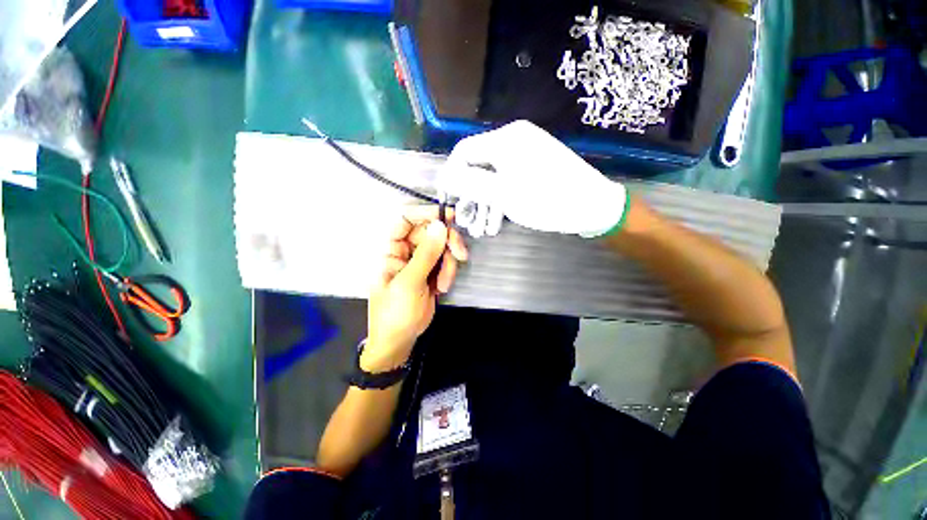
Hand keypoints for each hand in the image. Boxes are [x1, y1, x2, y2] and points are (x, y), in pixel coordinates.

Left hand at [364, 206, 468, 372]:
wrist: (400, 339)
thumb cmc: (395, 312)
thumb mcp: (410, 283)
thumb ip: (426, 254)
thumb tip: (440, 226)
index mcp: (391, 249)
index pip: (406, 219)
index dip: (426, 213)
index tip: (448, 216)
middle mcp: (406, 251)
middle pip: (431, 231)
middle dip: (447, 242)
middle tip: (460, 254)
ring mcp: (420, 261)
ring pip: (442, 247)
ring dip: (449, 263)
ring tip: (443, 283)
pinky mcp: (431, 271)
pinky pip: (446, 262)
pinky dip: (449, 272)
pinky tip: (441, 287)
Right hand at [439, 120, 628, 237]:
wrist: (593, 207)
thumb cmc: (547, 200)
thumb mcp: (503, 194)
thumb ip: (470, 183)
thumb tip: (445, 176)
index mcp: (506, 139)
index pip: (464, 151)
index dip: (451, 176)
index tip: (448, 199)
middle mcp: (514, 141)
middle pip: (479, 167)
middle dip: (470, 197)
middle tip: (466, 222)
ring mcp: (526, 155)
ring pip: (493, 179)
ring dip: (485, 205)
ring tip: (482, 230)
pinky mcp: (534, 168)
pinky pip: (508, 182)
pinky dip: (500, 201)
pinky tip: (496, 223)